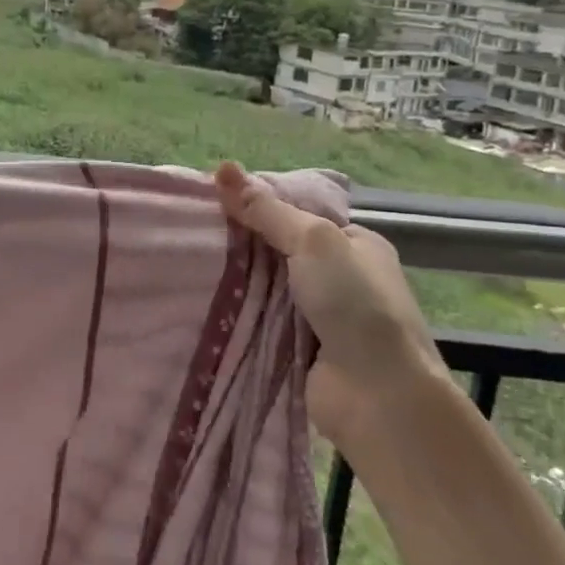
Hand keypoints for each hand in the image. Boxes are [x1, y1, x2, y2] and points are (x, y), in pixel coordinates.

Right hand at [214, 162, 446, 436]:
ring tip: (185, 264)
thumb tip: (223, 168)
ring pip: (269, 290)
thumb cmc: (355, 305)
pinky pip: (263, 323)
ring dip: (238, 284)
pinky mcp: (302, 351)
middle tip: (192, 234)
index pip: (300, 216)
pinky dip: (241, 316)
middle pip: (281, 252)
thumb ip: (267, 210)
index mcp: (357, 244)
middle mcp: (343, 278)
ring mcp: (324, 318)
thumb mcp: (313, 241)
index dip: (260, 207)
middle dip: (244, 247)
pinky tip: (202, 303)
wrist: (379, 396)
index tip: (215, 203)